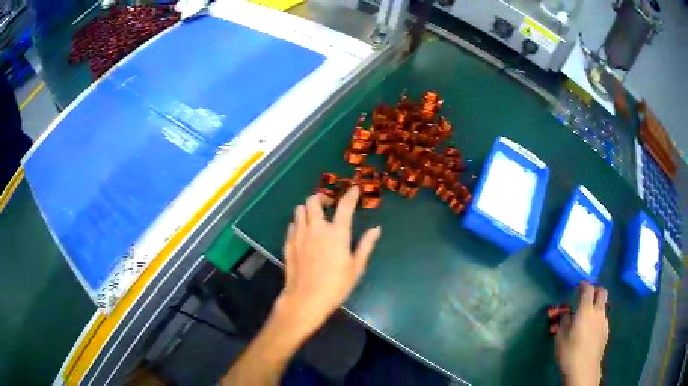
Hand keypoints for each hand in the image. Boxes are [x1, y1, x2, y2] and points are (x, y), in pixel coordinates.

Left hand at [273, 187, 380, 336]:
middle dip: (322, 197)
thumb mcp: (356, 267)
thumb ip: (366, 245)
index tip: (354, 190)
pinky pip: (292, 225)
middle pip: (313, 200)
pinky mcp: (288, 243)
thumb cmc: (336, 286)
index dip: (350, 195)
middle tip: (328, 204)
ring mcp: (299, 234)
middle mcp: (316, 228)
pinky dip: (299, 223)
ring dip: (308, 209)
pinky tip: (304, 233)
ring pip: (299, 210)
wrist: (305, 299)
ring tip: (315, 218)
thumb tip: (376, 229)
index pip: (345, 205)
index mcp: (337, 233)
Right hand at [556, 282, 608, 385]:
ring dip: (596, 306)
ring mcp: (604, 321)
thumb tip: (566, 311)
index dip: (584, 285)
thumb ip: (564, 320)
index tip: (579, 286)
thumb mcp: (560, 337)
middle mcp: (598, 312)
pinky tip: (590, 331)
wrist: (584, 369)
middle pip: (602, 292)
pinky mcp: (606, 331)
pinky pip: (603, 318)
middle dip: (595, 291)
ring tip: (586, 317)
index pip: (588, 289)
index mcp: (586, 310)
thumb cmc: (569, 352)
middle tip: (586, 297)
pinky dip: (597, 319)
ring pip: (603, 306)